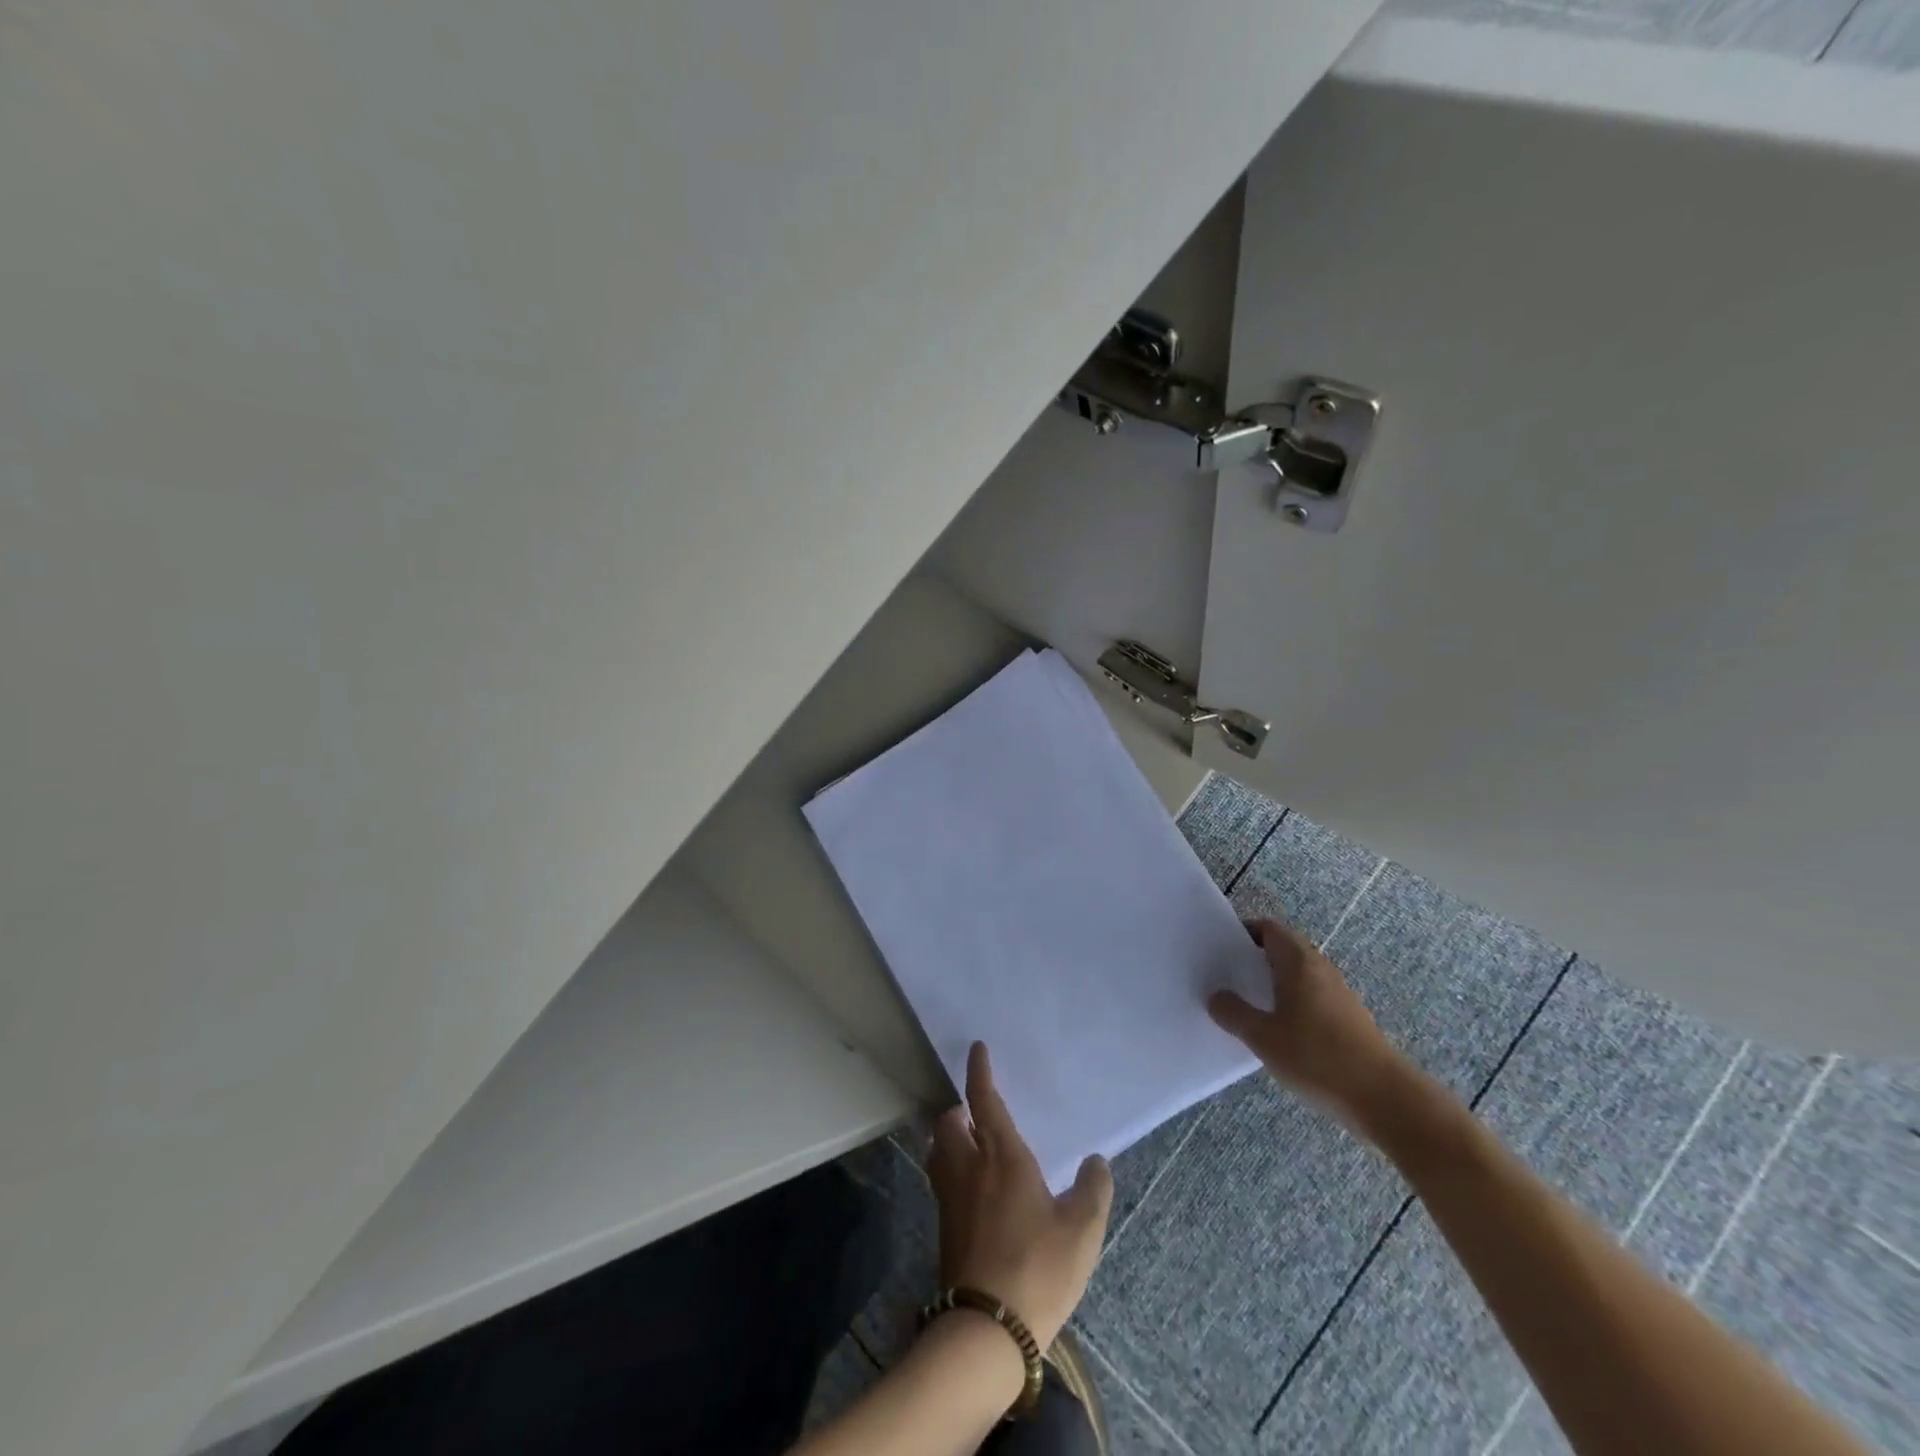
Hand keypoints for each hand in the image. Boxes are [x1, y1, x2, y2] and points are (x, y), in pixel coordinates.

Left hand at [927, 1043, 1112, 1349]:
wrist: (988, 1328)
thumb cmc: (1038, 1267)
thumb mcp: (1082, 1230)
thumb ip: (1093, 1189)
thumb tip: (1096, 1160)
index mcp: (1001, 1155)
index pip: (984, 1099)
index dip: (979, 1071)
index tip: (977, 1048)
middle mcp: (968, 1167)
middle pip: (948, 1123)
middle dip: (957, 1109)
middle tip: (974, 1111)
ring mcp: (950, 1198)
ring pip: (939, 1151)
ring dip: (949, 1138)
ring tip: (969, 1143)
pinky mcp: (944, 1227)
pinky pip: (942, 1179)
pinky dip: (951, 1168)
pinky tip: (972, 1188)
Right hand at [1207, 916, 1411, 1135]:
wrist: (1385, 1099)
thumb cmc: (1317, 1057)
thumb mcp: (1263, 1037)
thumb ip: (1234, 1014)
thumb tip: (1217, 997)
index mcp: (1299, 962)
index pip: (1269, 929)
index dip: (1244, 933)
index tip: (1221, 950)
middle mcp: (1321, 969)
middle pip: (1284, 951)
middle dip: (1255, 960)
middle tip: (1226, 978)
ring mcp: (1339, 996)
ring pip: (1298, 977)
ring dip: (1273, 985)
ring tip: (1247, 1007)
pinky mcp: (1349, 1021)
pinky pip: (1311, 1000)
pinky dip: (1291, 1006)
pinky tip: (1278, 1034)